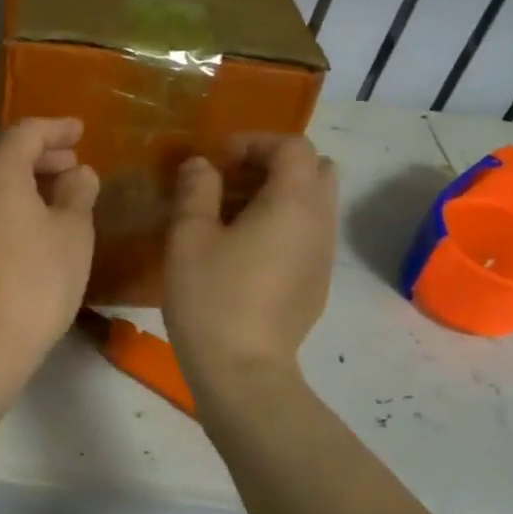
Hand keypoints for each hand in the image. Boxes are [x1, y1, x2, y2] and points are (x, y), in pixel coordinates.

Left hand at [0, 117, 98, 384]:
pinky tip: (21, 218)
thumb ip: (78, 192)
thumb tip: (78, 173)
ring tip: (49, 192)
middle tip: (68, 163)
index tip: (81, 131)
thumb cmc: (34, 281)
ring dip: (13, 172)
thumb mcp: (72, 232)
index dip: (57, 129)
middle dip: (34, 150)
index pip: (26, 131)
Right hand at [164, 134, 337, 392]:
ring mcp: (323, 256)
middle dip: (274, 164)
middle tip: (232, 181)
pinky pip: (308, 234)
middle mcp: (320, 223)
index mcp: (294, 203)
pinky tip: (244, 251)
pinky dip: (283, 224)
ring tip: (231, 216)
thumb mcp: (189, 235)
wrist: (243, 371)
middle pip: (316, 170)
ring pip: (314, 204)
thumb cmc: (212, 296)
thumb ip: (196, 189)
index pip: (294, 146)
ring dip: (278, 195)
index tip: (218, 160)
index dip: (255, 142)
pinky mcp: (317, 284)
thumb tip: (202, 165)